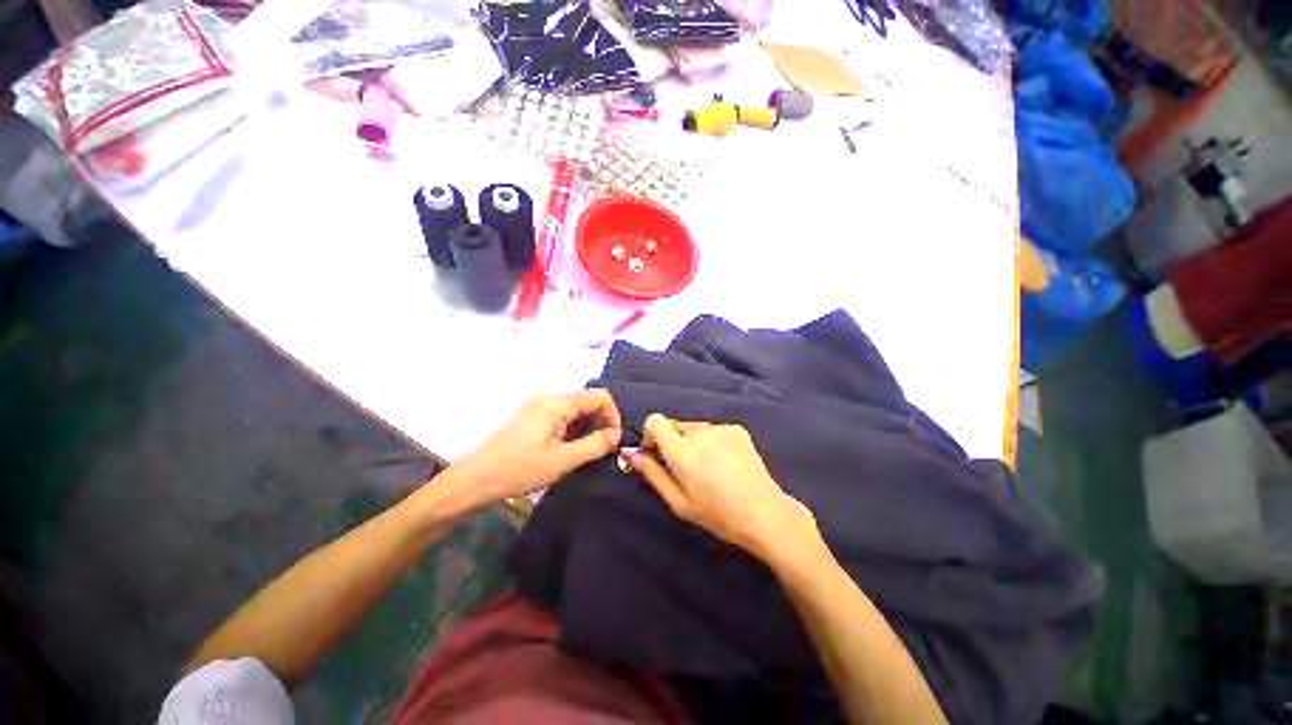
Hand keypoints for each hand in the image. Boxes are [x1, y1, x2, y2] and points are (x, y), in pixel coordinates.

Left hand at [453, 391, 621, 507]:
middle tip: (603, 449)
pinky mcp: (533, 417)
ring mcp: (539, 407)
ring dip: (588, 428)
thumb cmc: (520, 469)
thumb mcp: (563, 460)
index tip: (614, 441)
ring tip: (588, 452)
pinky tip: (571, 449)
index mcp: (558, 402)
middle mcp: (550, 398)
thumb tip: (616, 435)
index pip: (600, 396)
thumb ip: (595, 445)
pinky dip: (574, 430)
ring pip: (576, 410)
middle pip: (588, 401)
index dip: (613, 416)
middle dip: (601, 423)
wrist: (476, 480)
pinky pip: (563, 417)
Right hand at [628, 414, 823, 565]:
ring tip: (709, 469)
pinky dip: (712, 442)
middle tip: (685, 469)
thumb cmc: (717, 514)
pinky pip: (713, 430)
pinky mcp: (737, 429)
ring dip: (693, 442)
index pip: (655, 421)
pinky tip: (725, 464)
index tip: (657, 453)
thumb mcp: (678, 502)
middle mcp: (700, 432)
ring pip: (694, 428)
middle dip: (673, 442)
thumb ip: (652, 474)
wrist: (764, 513)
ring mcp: (721, 428)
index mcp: (682, 451)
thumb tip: (632, 454)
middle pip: (674, 425)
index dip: (651, 434)